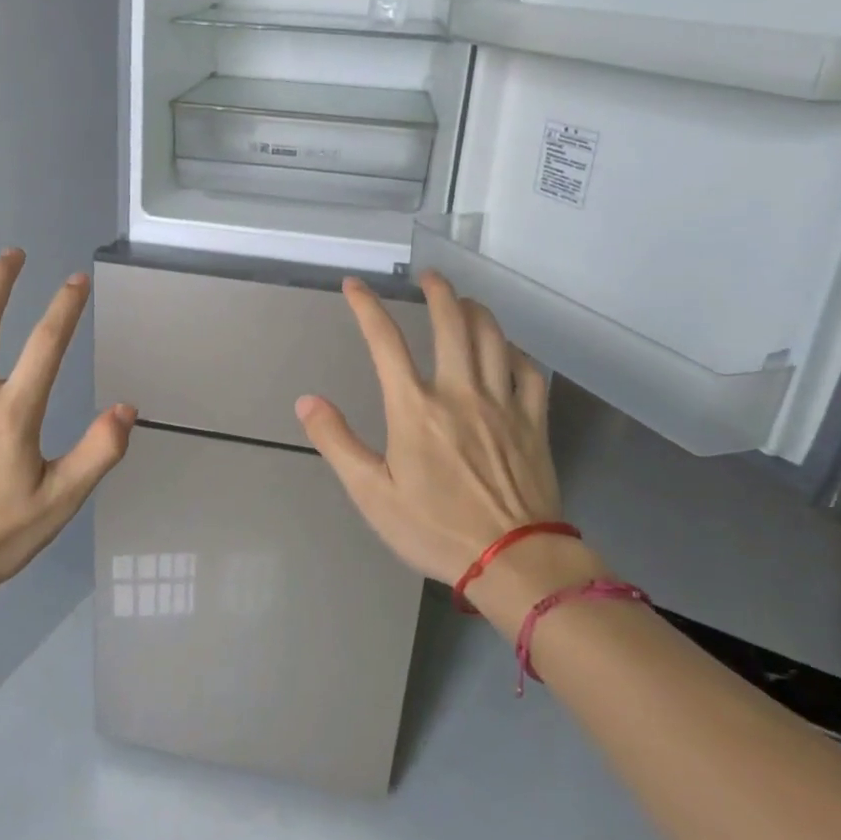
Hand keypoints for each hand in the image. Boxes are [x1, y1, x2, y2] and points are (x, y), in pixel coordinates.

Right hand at [294, 272, 604, 629]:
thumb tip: (307, 401)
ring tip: (464, 302)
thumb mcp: (372, 494)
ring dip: (476, 311)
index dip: (366, 307)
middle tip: (429, 277)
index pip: (385, 341)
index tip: (354, 285)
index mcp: (415, 407)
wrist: (516, 562)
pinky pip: (529, 371)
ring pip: (493, 337)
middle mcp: (459, 392)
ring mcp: (501, 403)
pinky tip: (507, 350)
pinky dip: (516, 352)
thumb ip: (338, 443)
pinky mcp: (533, 421)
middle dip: (438, 291)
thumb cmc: (436, 529)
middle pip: (451, 322)